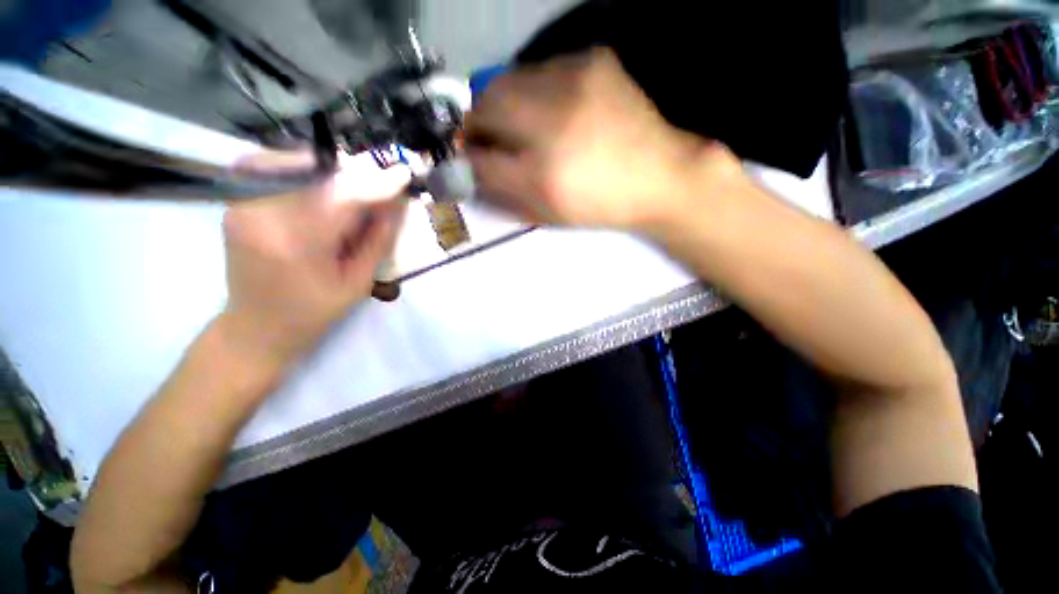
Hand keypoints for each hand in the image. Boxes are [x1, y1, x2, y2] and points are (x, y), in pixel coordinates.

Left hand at [218, 152, 408, 370]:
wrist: (256, 328)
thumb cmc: (313, 313)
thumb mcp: (358, 283)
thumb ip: (378, 240)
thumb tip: (396, 204)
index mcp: (297, 243)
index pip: (343, 197)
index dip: (377, 184)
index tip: (404, 174)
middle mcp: (261, 214)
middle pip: (317, 173)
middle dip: (355, 174)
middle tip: (380, 186)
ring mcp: (242, 204)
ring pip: (295, 165)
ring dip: (332, 172)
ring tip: (354, 190)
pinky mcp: (236, 202)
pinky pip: (276, 171)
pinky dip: (307, 174)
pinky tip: (324, 191)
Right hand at [465, 47, 737, 231]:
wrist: (659, 175)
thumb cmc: (599, 204)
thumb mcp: (547, 212)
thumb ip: (503, 192)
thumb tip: (470, 170)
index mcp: (543, 175)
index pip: (480, 157)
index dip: (467, 156)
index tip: (468, 158)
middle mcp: (553, 122)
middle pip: (486, 105)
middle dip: (478, 123)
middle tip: (487, 138)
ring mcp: (573, 81)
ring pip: (509, 80)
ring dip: (504, 104)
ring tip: (521, 125)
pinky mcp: (592, 60)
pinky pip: (542, 70)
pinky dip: (534, 90)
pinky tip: (553, 109)